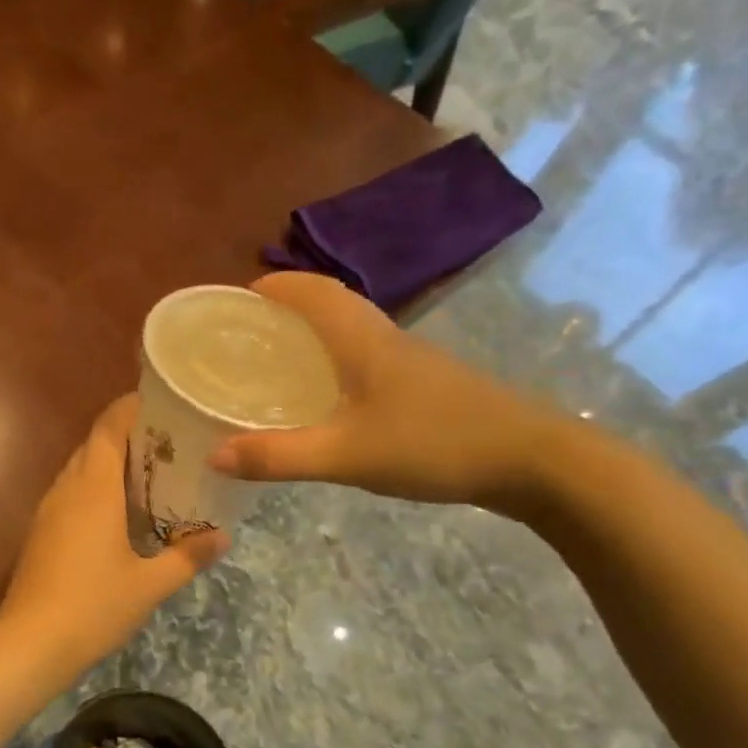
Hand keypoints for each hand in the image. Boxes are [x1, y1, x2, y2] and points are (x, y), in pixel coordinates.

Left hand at [0, 396, 227, 675]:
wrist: (30, 643)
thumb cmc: (94, 606)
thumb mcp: (150, 584)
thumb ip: (188, 556)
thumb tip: (223, 536)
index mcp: (94, 488)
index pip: (108, 427)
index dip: (130, 407)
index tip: (160, 403)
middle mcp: (67, 488)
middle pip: (94, 444)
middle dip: (127, 435)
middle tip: (168, 443)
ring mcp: (48, 509)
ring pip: (79, 469)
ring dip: (109, 463)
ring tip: (149, 473)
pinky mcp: (39, 531)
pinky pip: (70, 492)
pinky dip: (94, 488)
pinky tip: (117, 512)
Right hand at [208, 272, 566, 510]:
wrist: (533, 461)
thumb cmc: (435, 444)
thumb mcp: (347, 455)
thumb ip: (279, 456)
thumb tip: (214, 455)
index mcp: (364, 340)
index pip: (315, 292)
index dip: (277, 285)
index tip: (238, 295)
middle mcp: (386, 340)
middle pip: (332, 304)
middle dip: (288, 307)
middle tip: (248, 330)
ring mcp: (411, 362)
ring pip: (352, 331)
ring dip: (314, 332)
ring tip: (277, 358)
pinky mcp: (425, 385)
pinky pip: (367, 357)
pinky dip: (336, 360)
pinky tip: (327, 395)